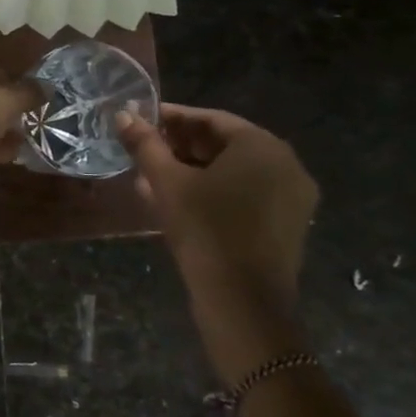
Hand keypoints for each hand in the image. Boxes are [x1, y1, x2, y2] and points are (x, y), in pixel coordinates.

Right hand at [116, 103, 317, 351]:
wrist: (243, 302)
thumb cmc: (205, 230)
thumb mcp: (167, 182)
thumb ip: (145, 144)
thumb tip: (122, 114)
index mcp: (262, 146)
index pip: (211, 119)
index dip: (172, 118)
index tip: (141, 122)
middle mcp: (286, 164)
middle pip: (225, 144)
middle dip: (181, 145)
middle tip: (145, 150)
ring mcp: (292, 197)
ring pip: (235, 171)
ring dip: (194, 170)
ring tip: (154, 177)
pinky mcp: (288, 224)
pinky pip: (246, 194)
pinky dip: (214, 191)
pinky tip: (179, 201)